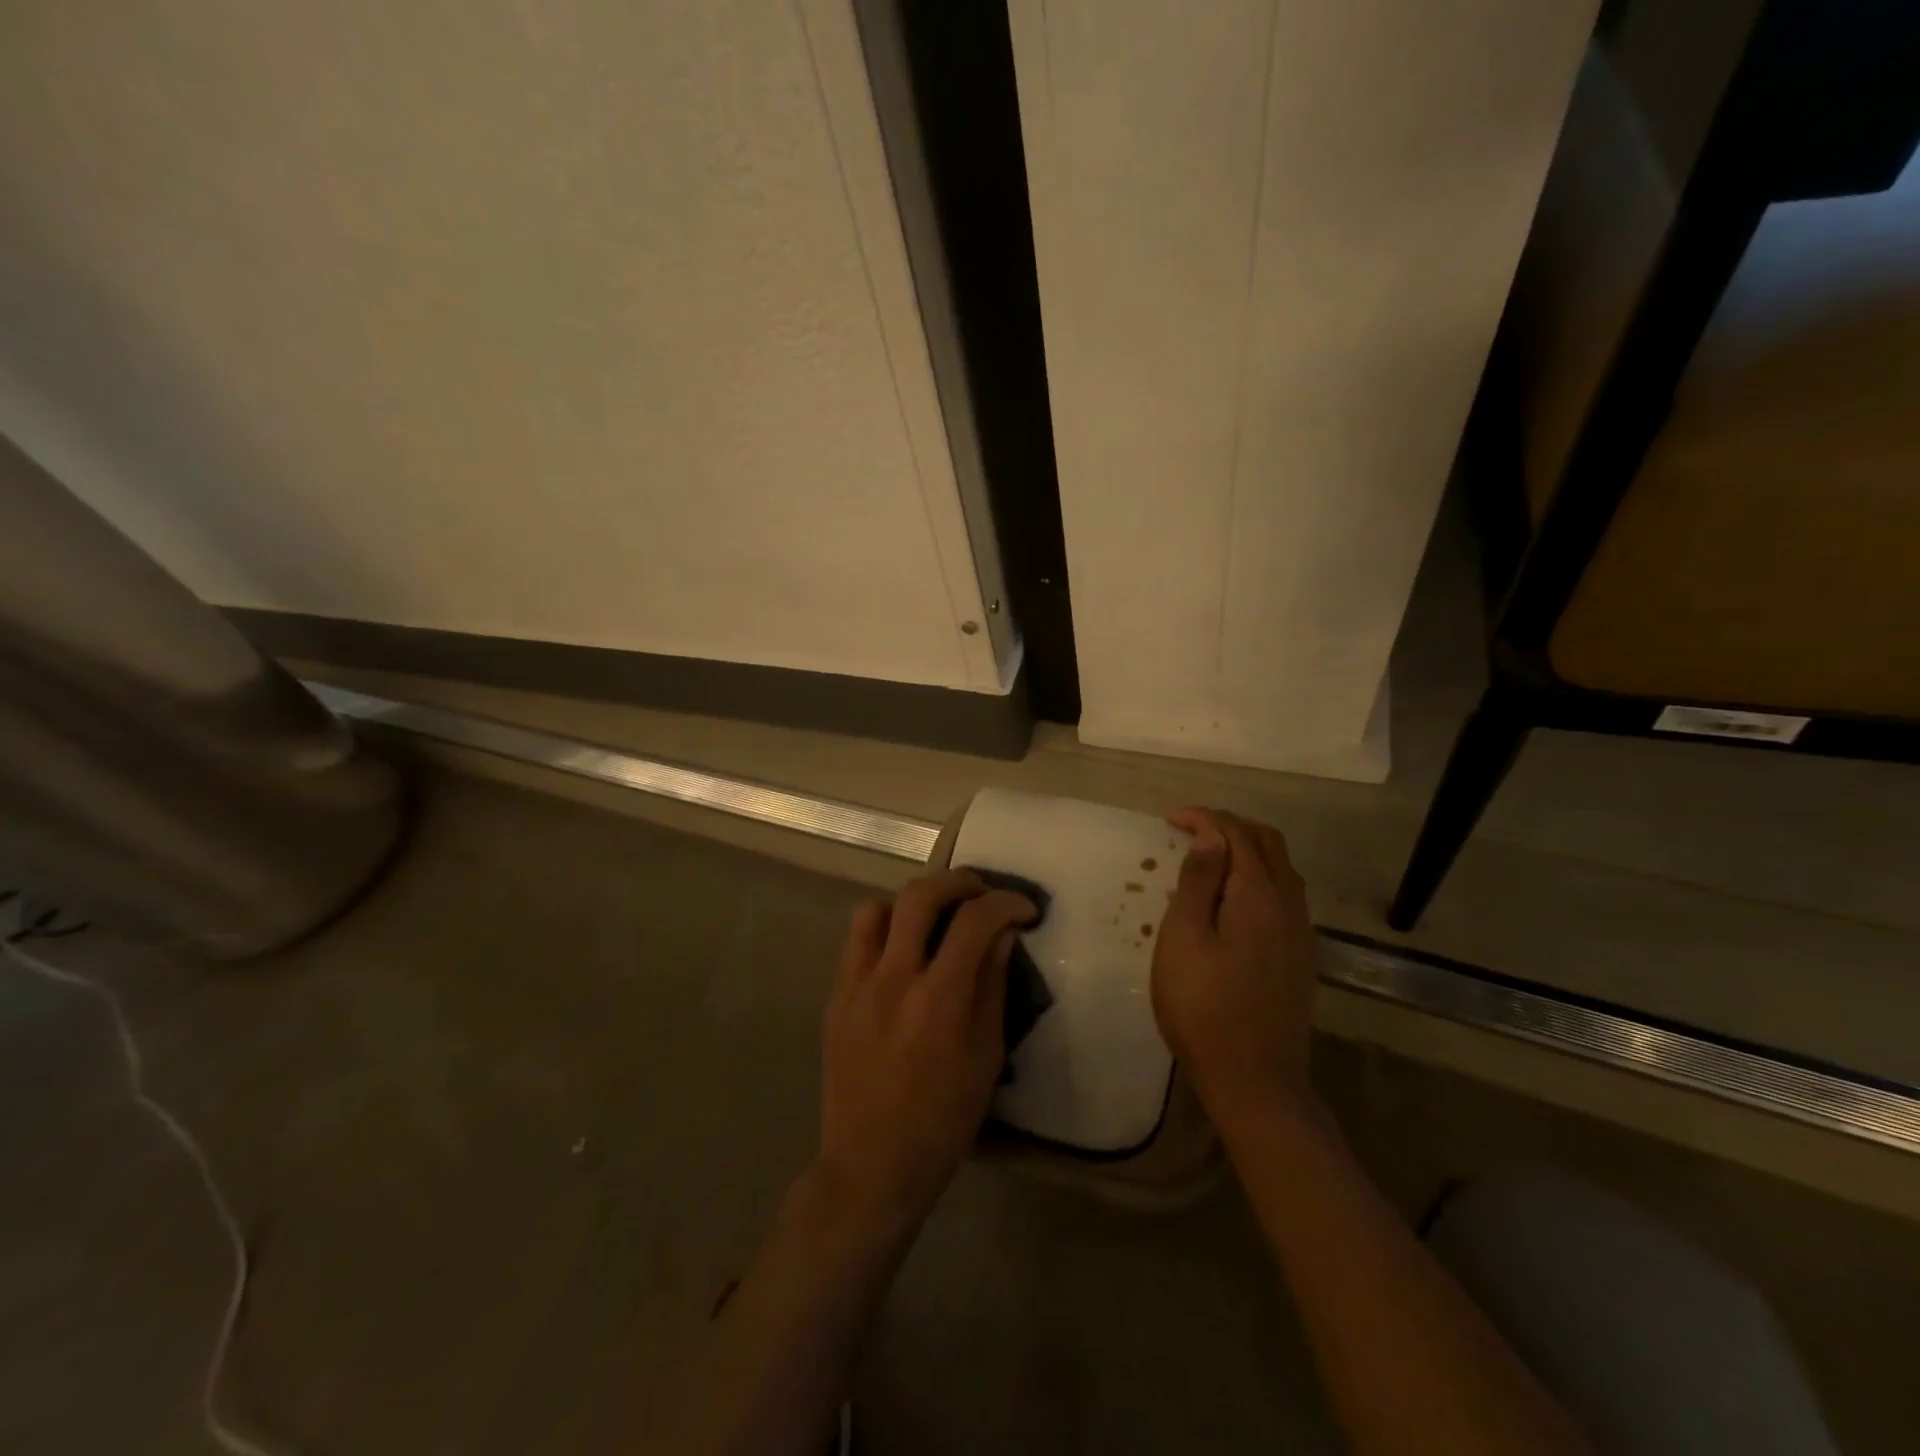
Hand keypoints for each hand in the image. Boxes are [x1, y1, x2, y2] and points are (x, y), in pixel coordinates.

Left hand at [815, 870, 1036, 1231]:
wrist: (870, 1165)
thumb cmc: (942, 1121)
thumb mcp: (985, 1057)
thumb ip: (991, 987)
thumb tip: (1002, 936)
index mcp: (938, 1000)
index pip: (974, 922)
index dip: (1005, 903)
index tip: (1024, 909)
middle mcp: (892, 980)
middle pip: (920, 896)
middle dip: (958, 881)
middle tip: (981, 892)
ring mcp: (856, 985)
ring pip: (876, 909)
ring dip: (911, 902)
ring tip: (934, 918)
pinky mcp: (835, 997)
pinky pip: (856, 942)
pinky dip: (884, 929)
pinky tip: (901, 951)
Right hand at [1152, 807, 1318, 1131]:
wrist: (1255, 1080)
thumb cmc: (1204, 1007)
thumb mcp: (1184, 939)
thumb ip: (1198, 883)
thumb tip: (1209, 838)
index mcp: (1258, 896)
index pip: (1236, 835)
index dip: (1204, 818)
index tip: (1170, 819)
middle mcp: (1289, 905)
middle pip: (1267, 843)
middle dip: (1228, 826)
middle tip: (1189, 830)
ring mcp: (1300, 932)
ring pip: (1280, 868)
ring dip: (1246, 849)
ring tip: (1208, 857)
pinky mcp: (1300, 956)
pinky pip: (1284, 894)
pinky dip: (1257, 876)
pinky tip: (1232, 897)